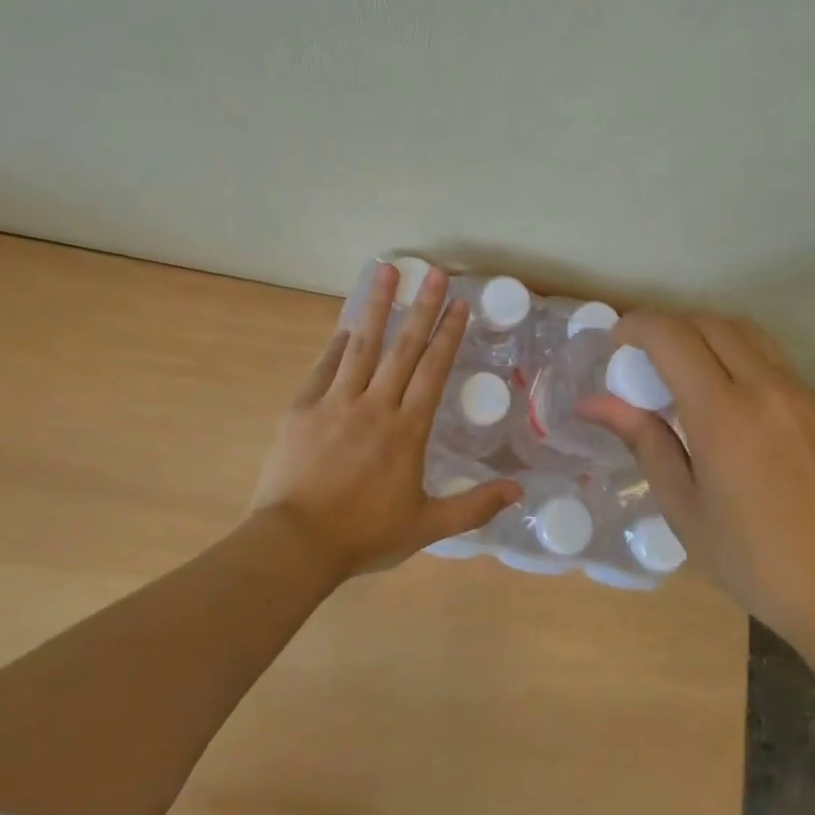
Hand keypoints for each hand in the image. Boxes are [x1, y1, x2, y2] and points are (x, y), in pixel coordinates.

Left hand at [249, 261, 520, 577]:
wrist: (295, 544)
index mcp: (407, 430)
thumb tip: (519, 490)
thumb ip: (473, 506)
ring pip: (361, 345)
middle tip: (434, 272)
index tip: (459, 303)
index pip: (433, 370)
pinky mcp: (302, 408)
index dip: (448, 334)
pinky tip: (345, 326)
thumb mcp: (426, 527)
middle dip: (422, 307)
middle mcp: (375, 405)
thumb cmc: (363, 535)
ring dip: (376, 306)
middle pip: (403, 348)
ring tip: (386, 270)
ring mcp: (335, 402)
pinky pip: (323, 367)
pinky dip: (336, 344)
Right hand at [580, 313, 814, 671]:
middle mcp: (764, 388)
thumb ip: (643, 441)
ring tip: (679, 368)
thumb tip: (593, 404)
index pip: (673, 337)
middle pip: (708, 322)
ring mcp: (797, 392)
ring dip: (703, 332)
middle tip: (640, 358)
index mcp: (724, 415)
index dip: (637, 327)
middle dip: (667, 326)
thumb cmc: (753, 560)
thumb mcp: (683, 507)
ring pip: (743, 330)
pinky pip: (768, 353)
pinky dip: (734, 349)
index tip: (614, 344)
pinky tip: (721, 390)